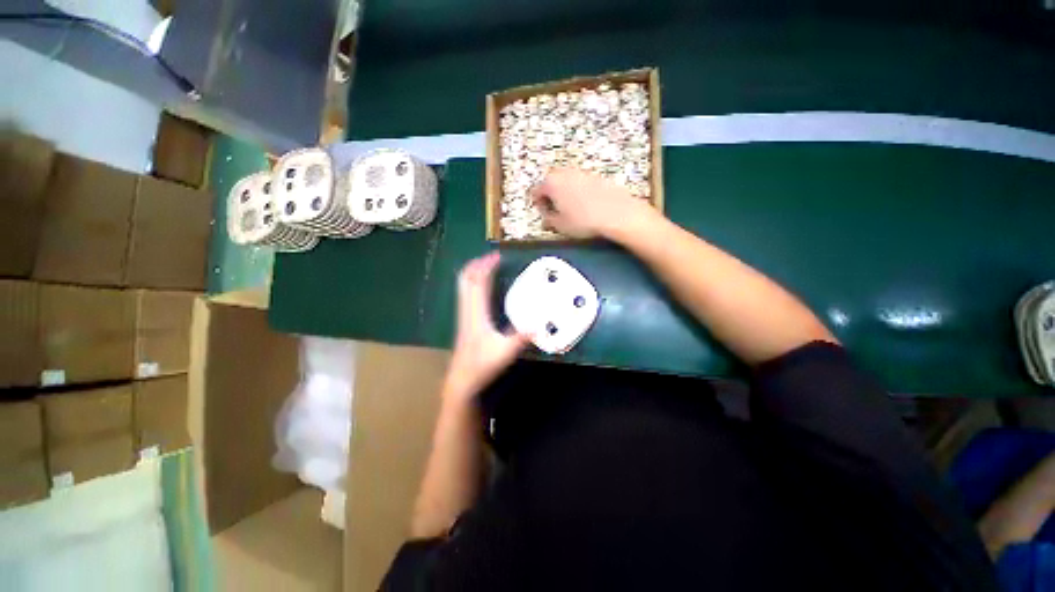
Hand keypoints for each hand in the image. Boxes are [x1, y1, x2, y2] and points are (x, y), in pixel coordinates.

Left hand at [444, 252, 529, 402]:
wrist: (461, 380)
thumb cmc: (482, 365)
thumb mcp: (505, 352)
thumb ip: (522, 337)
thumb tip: (540, 324)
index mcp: (476, 312)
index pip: (477, 282)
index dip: (486, 266)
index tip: (497, 255)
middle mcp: (467, 309)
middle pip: (465, 279)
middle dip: (477, 264)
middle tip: (491, 257)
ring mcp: (464, 314)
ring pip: (463, 286)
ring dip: (474, 273)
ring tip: (488, 267)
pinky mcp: (465, 321)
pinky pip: (466, 294)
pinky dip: (474, 284)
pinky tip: (484, 288)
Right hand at [531, 168, 654, 238]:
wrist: (616, 214)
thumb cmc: (584, 221)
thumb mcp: (560, 226)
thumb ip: (548, 220)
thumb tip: (546, 219)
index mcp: (551, 183)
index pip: (535, 191)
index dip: (538, 205)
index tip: (544, 215)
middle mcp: (564, 173)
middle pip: (551, 183)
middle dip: (551, 197)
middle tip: (556, 212)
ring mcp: (581, 172)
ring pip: (566, 182)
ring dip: (565, 194)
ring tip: (572, 211)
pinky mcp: (596, 176)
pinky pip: (581, 183)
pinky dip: (579, 192)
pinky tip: (587, 207)